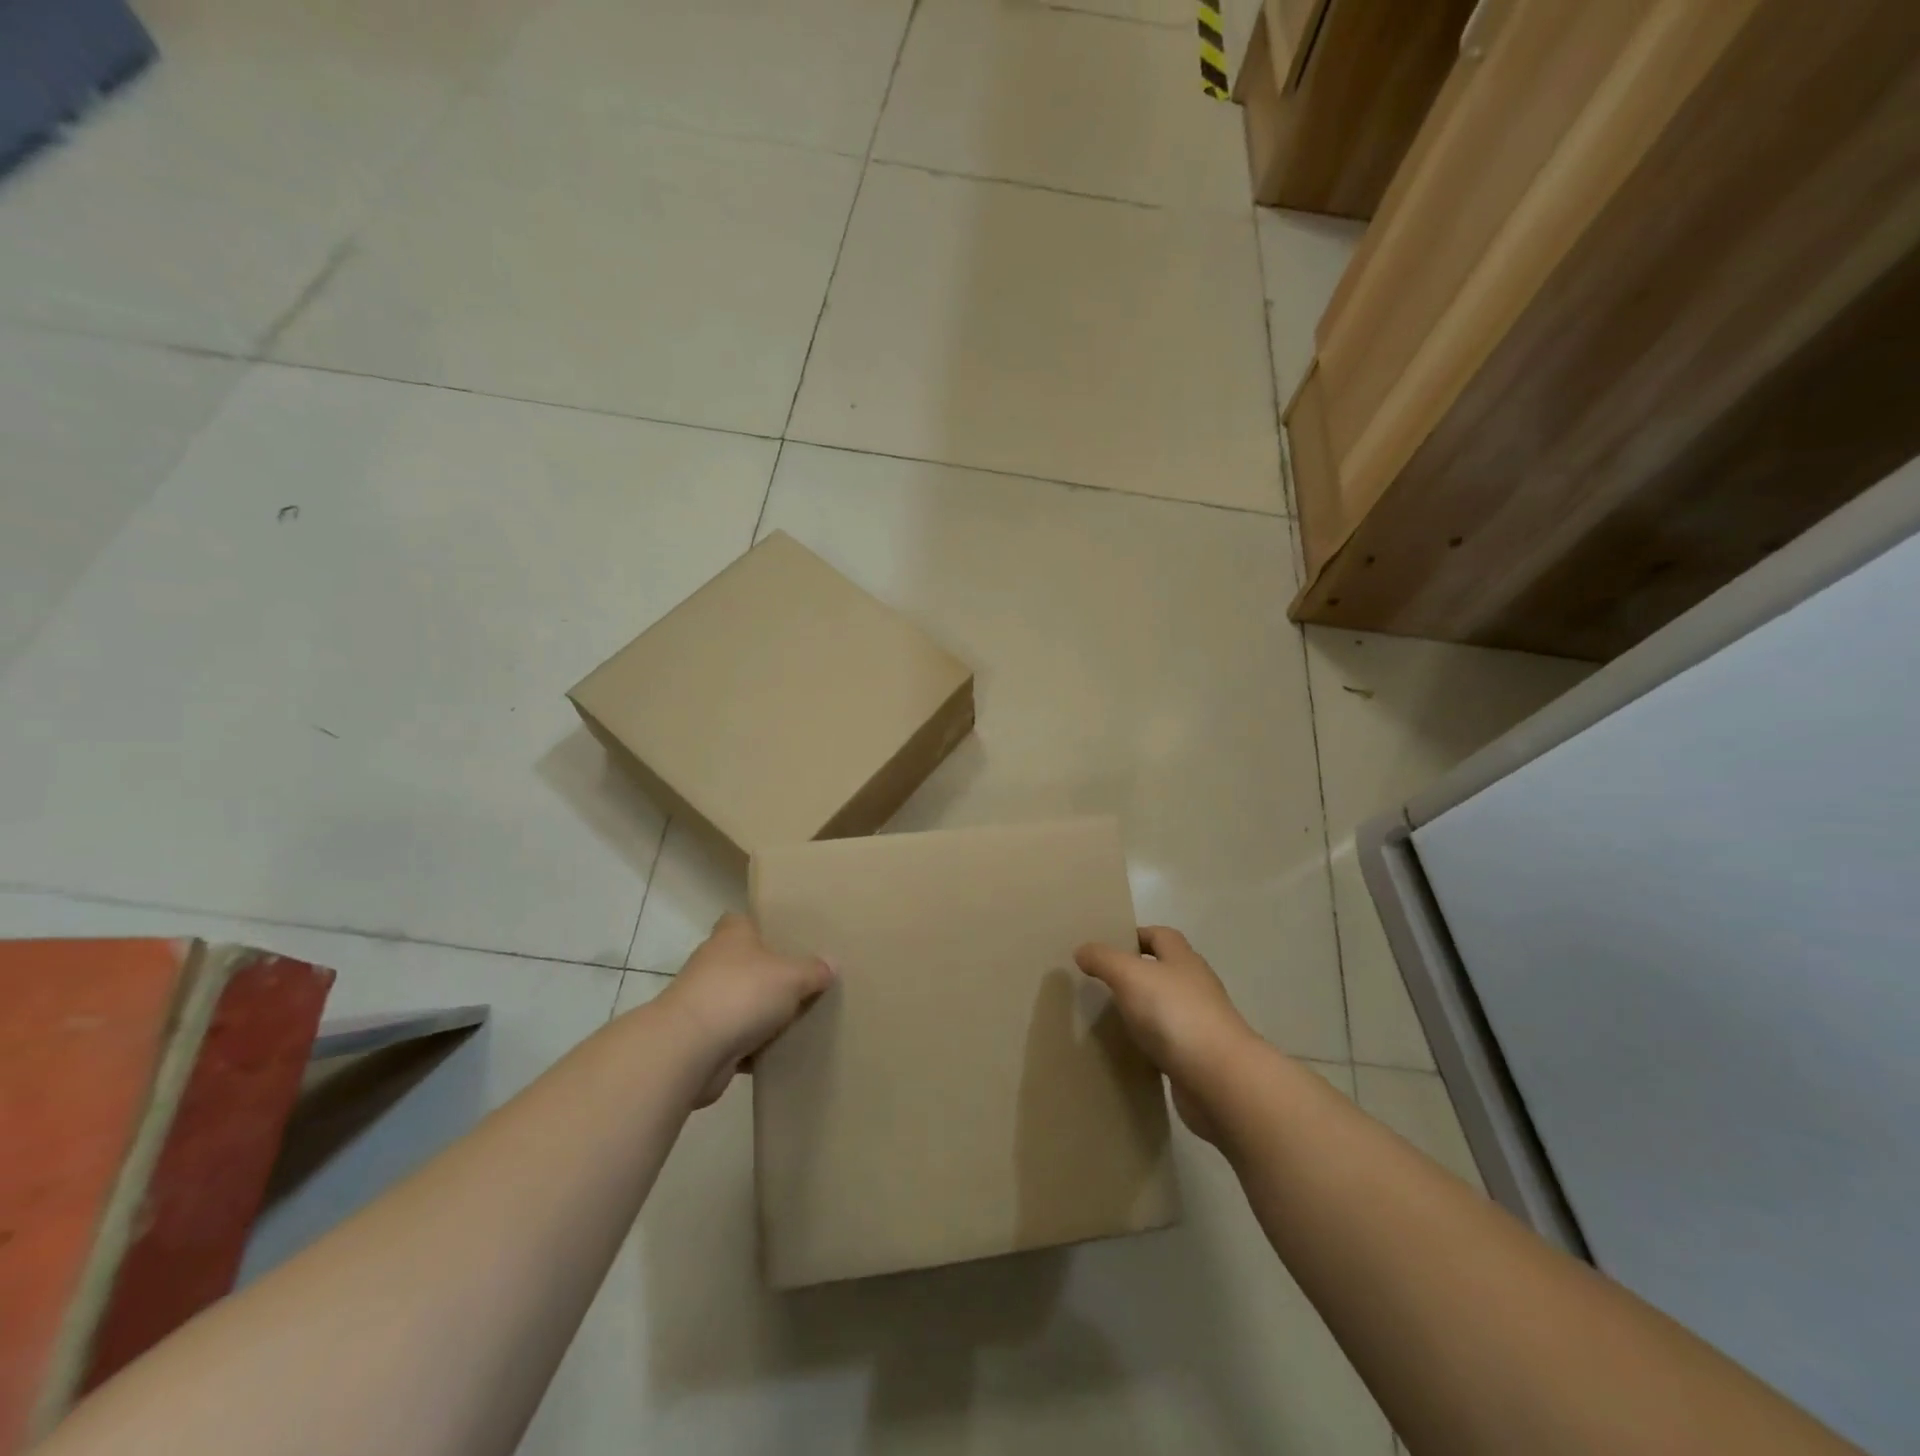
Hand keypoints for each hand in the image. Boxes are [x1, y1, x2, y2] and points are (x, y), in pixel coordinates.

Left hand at [654, 913, 834, 1107]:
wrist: (688, 1050)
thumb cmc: (741, 994)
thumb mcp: (791, 976)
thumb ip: (813, 970)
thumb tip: (831, 964)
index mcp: (732, 936)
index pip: (743, 920)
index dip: (762, 927)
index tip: (788, 939)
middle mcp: (713, 963)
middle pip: (745, 962)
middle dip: (769, 974)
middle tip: (804, 981)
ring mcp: (704, 1002)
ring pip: (741, 1002)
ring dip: (760, 1013)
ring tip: (798, 1019)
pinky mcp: (702, 1039)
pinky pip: (736, 1038)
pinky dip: (753, 1046)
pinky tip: (780, 1052)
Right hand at [1074, 926, 1257, 1141]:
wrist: (1219, 1080)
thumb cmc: (1174, 1014)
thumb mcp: (1129, 975)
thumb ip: (1104, 959)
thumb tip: (1083, 950)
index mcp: (1183, 960)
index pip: (1160, 935)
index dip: (1136, 935)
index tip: (1108, 946)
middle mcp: (1196, 986)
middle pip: (1165, 970)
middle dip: (1137, 973)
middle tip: (1102, 983)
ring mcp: (1201, 1024)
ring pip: (1167, 1008)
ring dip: (1144, 1011)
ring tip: (1110, 1017)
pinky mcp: (1199, 1059)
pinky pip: (1169, 1044)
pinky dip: (1151, 1044)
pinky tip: (1130, 1052)